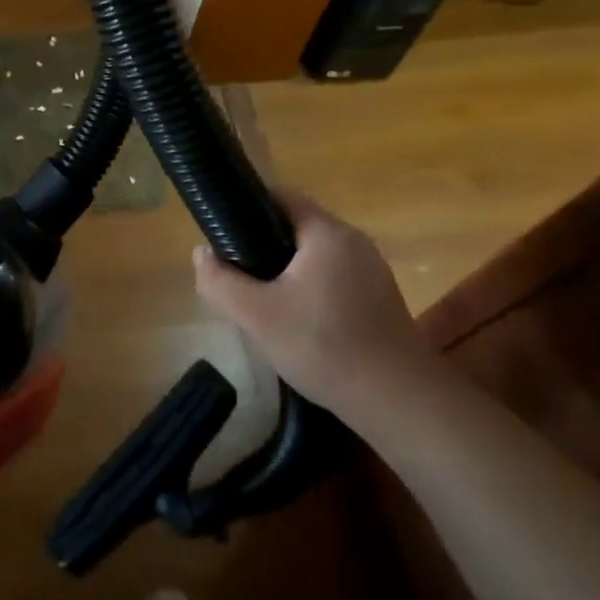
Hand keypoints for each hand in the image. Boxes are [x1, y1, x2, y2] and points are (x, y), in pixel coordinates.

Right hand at [193, 190, 432, 418]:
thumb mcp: (256, 315)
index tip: (221, 234)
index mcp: (327, 233)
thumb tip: (202, 254)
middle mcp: (354, 242)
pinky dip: (308, 288)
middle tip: (235, 274)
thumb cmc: (324, 347)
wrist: (398, 402)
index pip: (280, 197)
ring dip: (284, 270)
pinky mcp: (378, 298)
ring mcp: (371, 270)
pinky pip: (332, 277)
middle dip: (261, 245)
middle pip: (296, 227)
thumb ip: (220, 280)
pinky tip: (295, 321)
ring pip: (313, 256)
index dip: (245, 208)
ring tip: (259, 299)